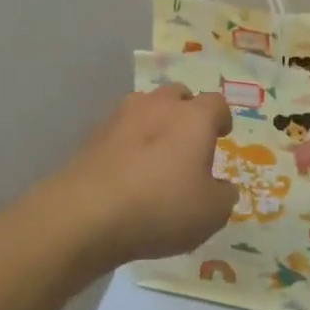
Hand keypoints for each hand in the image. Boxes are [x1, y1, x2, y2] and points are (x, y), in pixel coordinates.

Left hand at [45, 84, 236, 272]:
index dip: (222, 118)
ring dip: (154, 123)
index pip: (216, 103)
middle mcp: (158, 106)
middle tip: (188, 142)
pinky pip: (119, 131)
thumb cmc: (161, 207)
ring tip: (155, 154)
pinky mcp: (92, 135)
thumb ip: (223, 195)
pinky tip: (126, 170)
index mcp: (194, 117)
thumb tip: (221, 187)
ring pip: (145, 108)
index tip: (222, 134)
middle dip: (186, 113)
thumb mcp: (211, 213)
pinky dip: (127, 143)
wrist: (86, 214)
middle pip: (178, 95)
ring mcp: (121, 117)